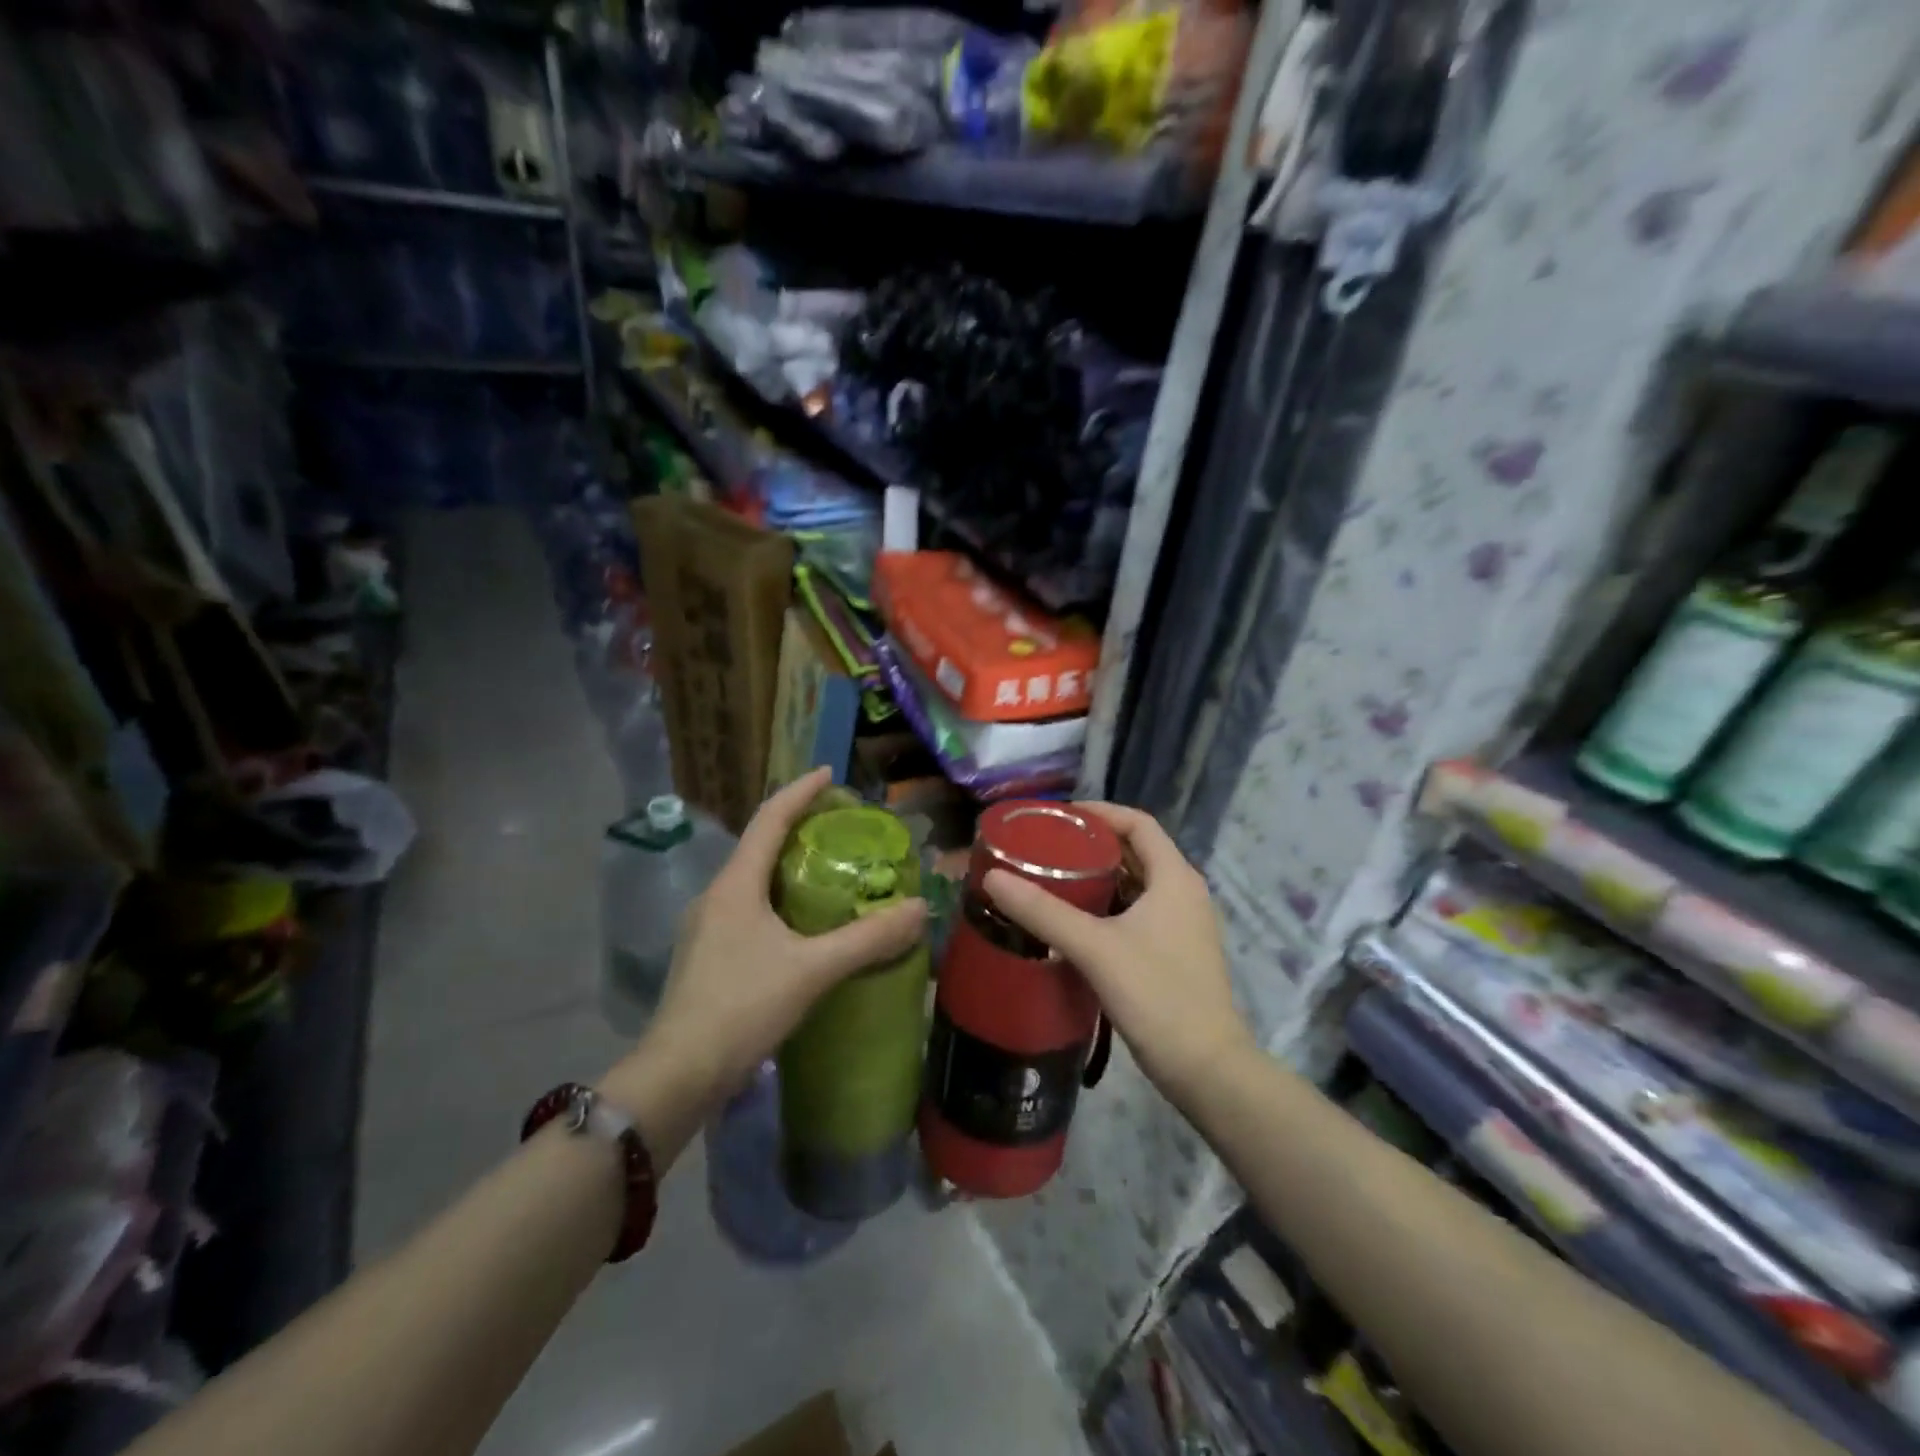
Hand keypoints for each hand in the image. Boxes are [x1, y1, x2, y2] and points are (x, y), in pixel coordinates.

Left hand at [618, 768, 926, 1116]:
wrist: (679, 1074)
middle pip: (759, 845)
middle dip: (798, 828)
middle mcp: (716, 896)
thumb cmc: (742, 1007)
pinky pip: (749, 909)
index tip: (829, 774)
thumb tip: (920, 908)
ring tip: (829, 870)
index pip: (769, 819)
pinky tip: (803, 924)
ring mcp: (707, 927)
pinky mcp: (708, 956)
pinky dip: (779, 900)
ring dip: (788, 866)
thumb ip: (868, 938)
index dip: (799, 791)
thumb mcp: (812, 970)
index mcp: (735, 885)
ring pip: (753, 880)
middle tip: (840, 825)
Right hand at [983, 803, 1252, 1102]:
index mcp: (1175, 877)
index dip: (1100, 813)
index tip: (1058, 817)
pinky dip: (1107, 906)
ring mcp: (1183, 924)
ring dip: (1098, 877)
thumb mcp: (1094, 948)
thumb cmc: (1156, 994)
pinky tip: (1074, 921)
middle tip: (1046, 848)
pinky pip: (1138, 912)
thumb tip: (992, 877)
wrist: (1205, 1068)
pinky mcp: (1175, 951)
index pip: (1138, 823)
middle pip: (1136, 851)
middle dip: (1092, 845)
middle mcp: (1184, 892)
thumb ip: (1043, 911)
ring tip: (1052, 879)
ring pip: (1136, 884)